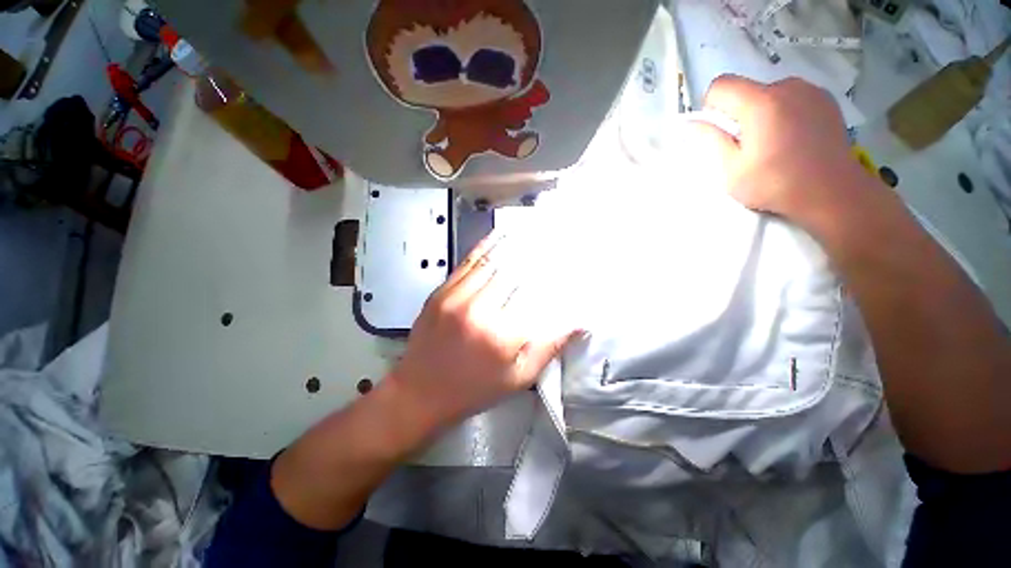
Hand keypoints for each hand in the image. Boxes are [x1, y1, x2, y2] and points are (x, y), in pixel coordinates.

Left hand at [386, 234, 580, 433]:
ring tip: (535, 230)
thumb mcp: (518, 378)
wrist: (419, 391)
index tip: (570, 266)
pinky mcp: (441, 291)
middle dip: (539, 254)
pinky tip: (502, 234)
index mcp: (501, 335)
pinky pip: (469, 262)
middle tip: (557, 240)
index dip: (556, 278)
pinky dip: (488, 245)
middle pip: (516, 271)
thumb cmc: (473, 389)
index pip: (538, 295)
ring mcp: (456, 296)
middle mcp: (479, 309)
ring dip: (516, 244)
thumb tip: (577, 321)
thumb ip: (549, 347)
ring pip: (493, 260)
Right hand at [684, 75, 875, 224]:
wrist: (833, 193)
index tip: (720, 132)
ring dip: (761, 112)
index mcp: (761, 102)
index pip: (721, 85)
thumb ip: (712, 141)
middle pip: (746, 89)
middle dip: (738, 113)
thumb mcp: (732, 170)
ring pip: (769, 93)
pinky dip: (783, 112)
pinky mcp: (826, 99)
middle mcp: (787, 86)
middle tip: (746, 145)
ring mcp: (811, 90)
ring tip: (772, 142)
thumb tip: (694, 124)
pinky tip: (792, 138)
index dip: (712, 107)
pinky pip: (791, 97)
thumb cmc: (776, 185)